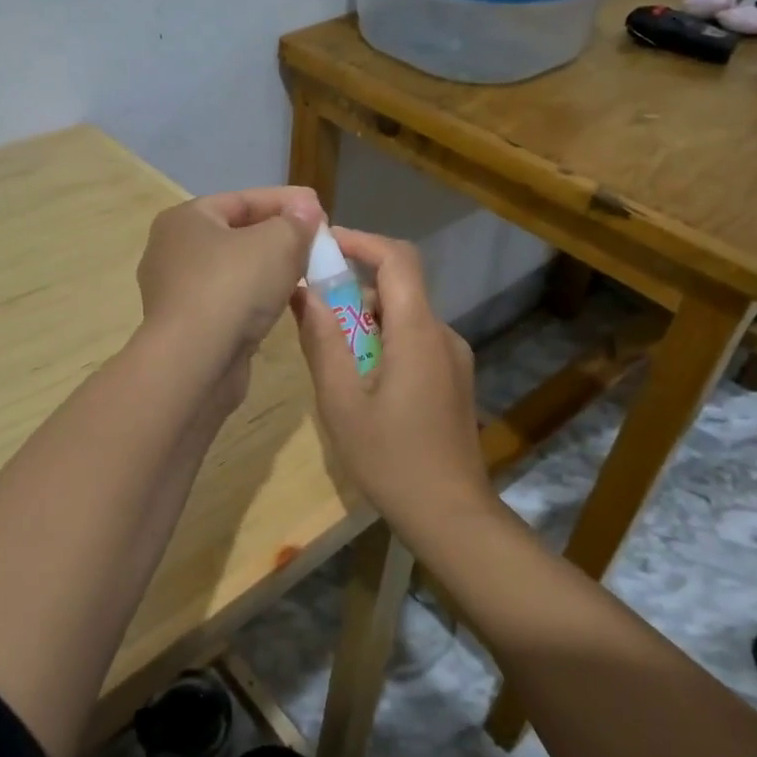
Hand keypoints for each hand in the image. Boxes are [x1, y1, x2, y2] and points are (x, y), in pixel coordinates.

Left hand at [136, 187, 323, 367]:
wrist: (195, 363)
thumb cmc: (232, 287)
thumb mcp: (277, 243)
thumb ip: (296, 222)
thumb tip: (307, 209)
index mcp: (185, 220)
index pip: (242, 200)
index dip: (285, 202)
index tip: (320, 210)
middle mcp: (173, 252)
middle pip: (237, 235)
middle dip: (279, 236)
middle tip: (317, 243)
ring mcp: (177, 293)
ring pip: (234, 272)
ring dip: (270, 270)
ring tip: (308, 272)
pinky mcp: (188, 328)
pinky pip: (230, 302)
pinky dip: (256, 299)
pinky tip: (283, 304)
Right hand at [291, 228, 487, 517]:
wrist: (451, 515)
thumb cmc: (391, 459)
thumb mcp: (341, 402)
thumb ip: (322, 341)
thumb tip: (304, 292)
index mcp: (418, 332)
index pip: (397, 258)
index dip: (360, 241)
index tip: (322, 244)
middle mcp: (442, 335)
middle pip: (397, 289)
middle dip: (351, 290)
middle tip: (311, 314)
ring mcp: (452, 358)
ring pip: (403, 318)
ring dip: (364, 322)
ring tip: (329, 358)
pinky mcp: (453, 380)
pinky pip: (413, 342)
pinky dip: (381, 343)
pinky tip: (358, 383)